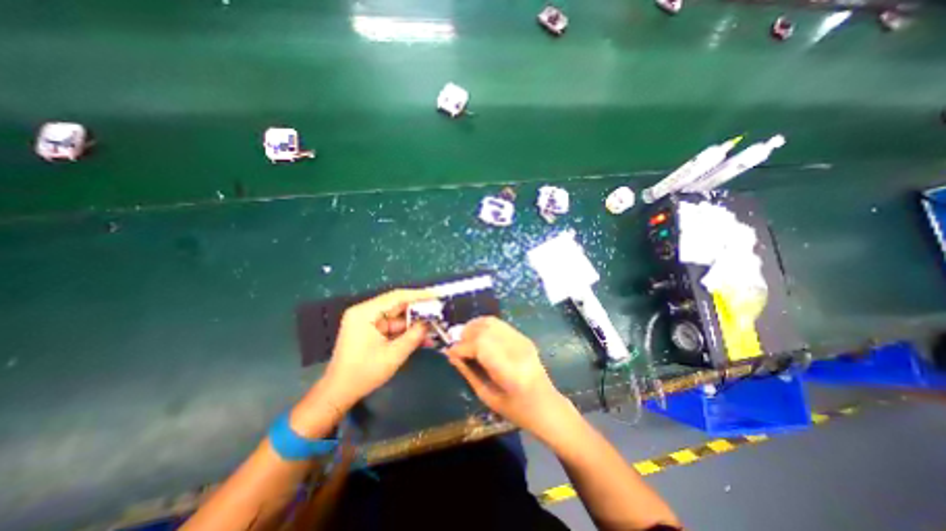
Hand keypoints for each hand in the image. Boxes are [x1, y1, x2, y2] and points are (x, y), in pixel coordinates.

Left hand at [317, 291, 436, 410]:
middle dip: (419, 310)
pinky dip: (406, 332)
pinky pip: (393, 326)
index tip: (436, 295)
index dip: (419, 295)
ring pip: (397, 317)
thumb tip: (430, 322)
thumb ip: (414, 336)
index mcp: (365, 313)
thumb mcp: (393, 355)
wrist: (339, 393)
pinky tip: (422, 337)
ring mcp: (367, 321)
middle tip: (438, 310)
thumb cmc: (364, 373)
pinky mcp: (370, 330)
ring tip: (434, 327)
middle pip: (397, 305)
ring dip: (414, 323)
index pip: (397, 297)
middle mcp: (365, 312)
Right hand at [446, 318, 568, 437]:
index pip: (480, 345)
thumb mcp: (487, 396)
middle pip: (485, 329)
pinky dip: (483, 326)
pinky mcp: (523, 337)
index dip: (461, 347)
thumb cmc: (517, 410)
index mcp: (510, 371)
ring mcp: (522, 340)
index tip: (449, 353)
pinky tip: (478, 337)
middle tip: (457, 347)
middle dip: (465, 335)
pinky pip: (498, 324)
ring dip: (473, 327)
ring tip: (465, 340)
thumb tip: (452, 355)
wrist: (546, 404)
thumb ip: (468, 373)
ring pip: (491, 322)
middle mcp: (517, 349)